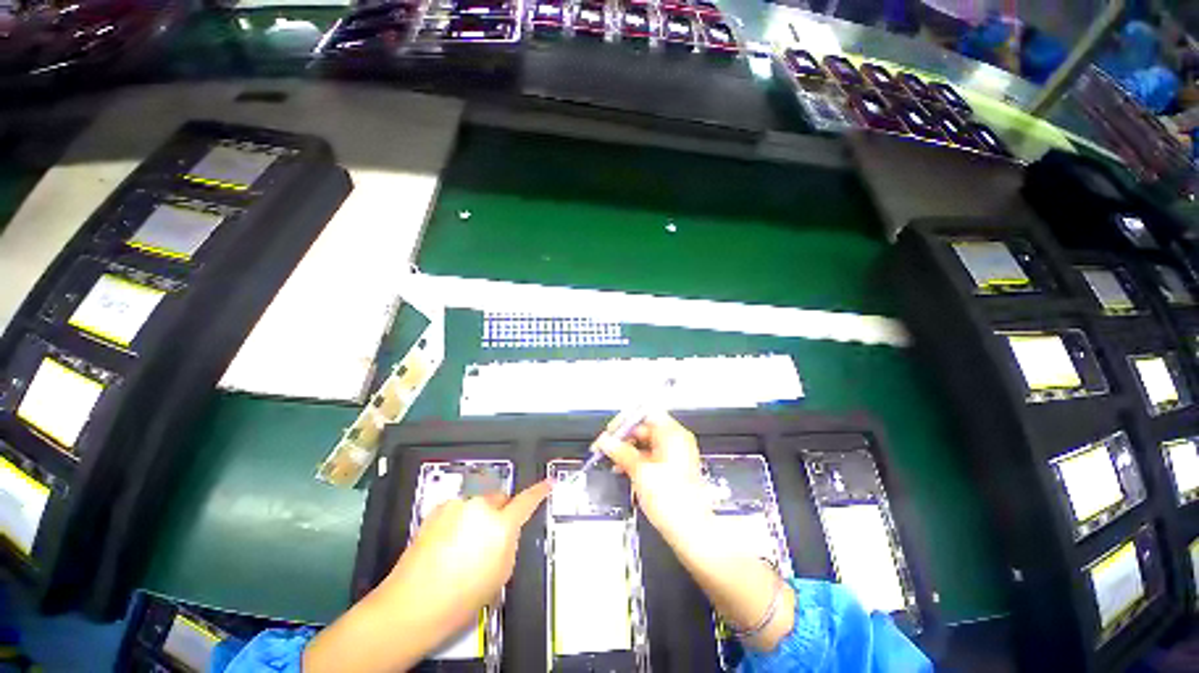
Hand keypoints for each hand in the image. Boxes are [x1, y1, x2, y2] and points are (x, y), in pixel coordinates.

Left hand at [382, 480, 551, 636]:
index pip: (527, 501)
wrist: (411, 605)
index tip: (548, 483)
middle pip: (499, 499)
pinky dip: (458, 520)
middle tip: (489, 539)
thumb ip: (509, 543)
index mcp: (500, 526)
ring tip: (461, 547)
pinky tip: (446, 544)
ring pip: (477, 504)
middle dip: (499, 512)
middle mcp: (480, 508)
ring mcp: (457, 506)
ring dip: (477, 517)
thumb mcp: (500, 574)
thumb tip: (508, 530)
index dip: (540, 491)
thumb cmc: (461, 598)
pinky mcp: (438, 509)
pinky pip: (458, 509)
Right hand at [598, 414, 795, 650]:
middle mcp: (676, 440)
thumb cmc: (671, 499)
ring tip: (611, 460)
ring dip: (627, 450)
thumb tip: (605, 441)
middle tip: (605, 447)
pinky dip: (636, 460)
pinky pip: (650, 456)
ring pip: (645, 443)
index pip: (646, 414)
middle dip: (624, 437)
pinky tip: (622, 469)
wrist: (691, 532)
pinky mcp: (672, 469)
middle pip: (645, 428)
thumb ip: (621, 452)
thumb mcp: (641, 472)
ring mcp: (675, 455)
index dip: (627, 420)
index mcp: (673, 434)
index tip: (611, 431)